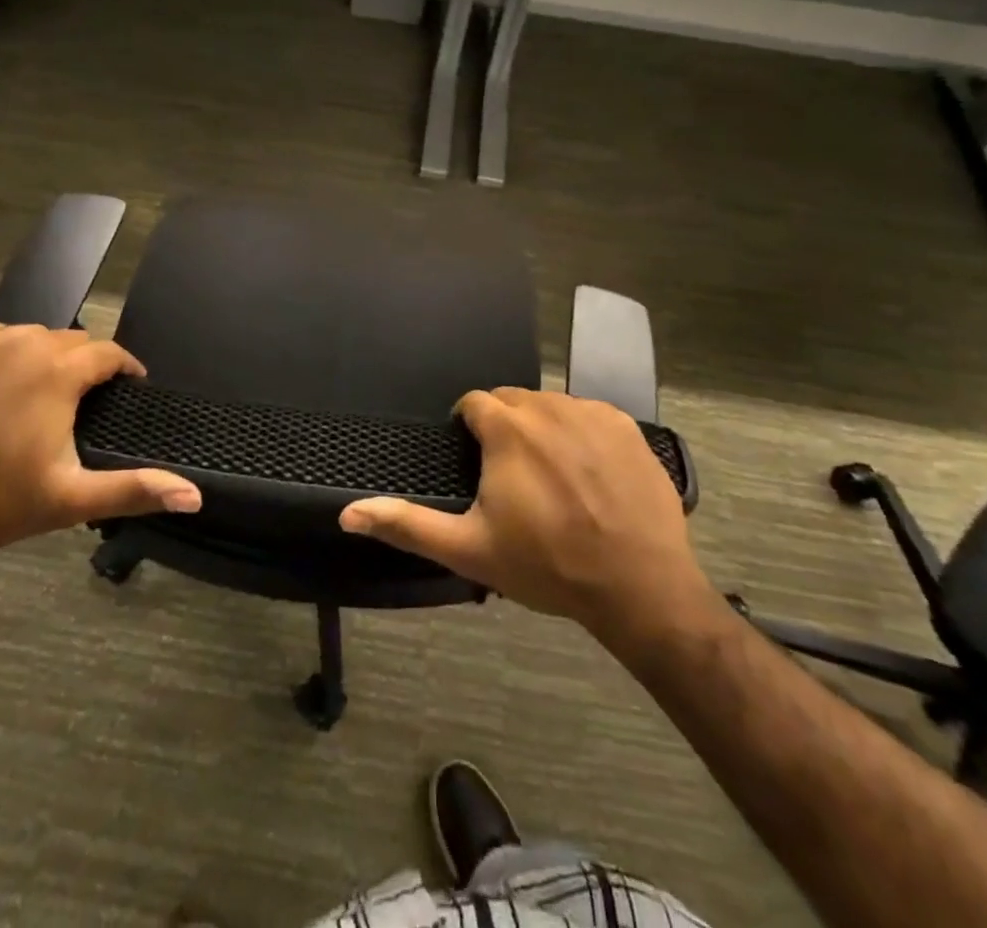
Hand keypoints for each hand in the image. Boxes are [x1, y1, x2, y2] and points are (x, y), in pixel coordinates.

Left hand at [0, 322, 201, 557]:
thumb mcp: (69, 499)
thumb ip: (135, 489)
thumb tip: (194, 495)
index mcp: (58, 372)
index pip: (109, 352)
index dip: (125, 369)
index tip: (130, 387)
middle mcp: (23, 344)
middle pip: (71, 341)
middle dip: (85, 365)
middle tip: (82, 402)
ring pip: (30, 336)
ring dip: (45, 357)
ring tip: (41, 393)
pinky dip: (3, 352)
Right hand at [339, 388, 709, 637]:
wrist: (639, 585)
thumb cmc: (547, 564)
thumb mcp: (468, 549)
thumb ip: (406, 524)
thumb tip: (347, 513)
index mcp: (507, 428)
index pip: (474, 403)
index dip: (468, 427)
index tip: (473, 458)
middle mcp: (548, 406)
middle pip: (513, 401)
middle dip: (504, 427)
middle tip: (510, 474)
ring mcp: (592, 412)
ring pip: (552, 406)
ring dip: (543, 429)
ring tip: (550, 475)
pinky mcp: (627, 426)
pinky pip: (591, 415)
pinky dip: (582, 434)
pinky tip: (589, 474)